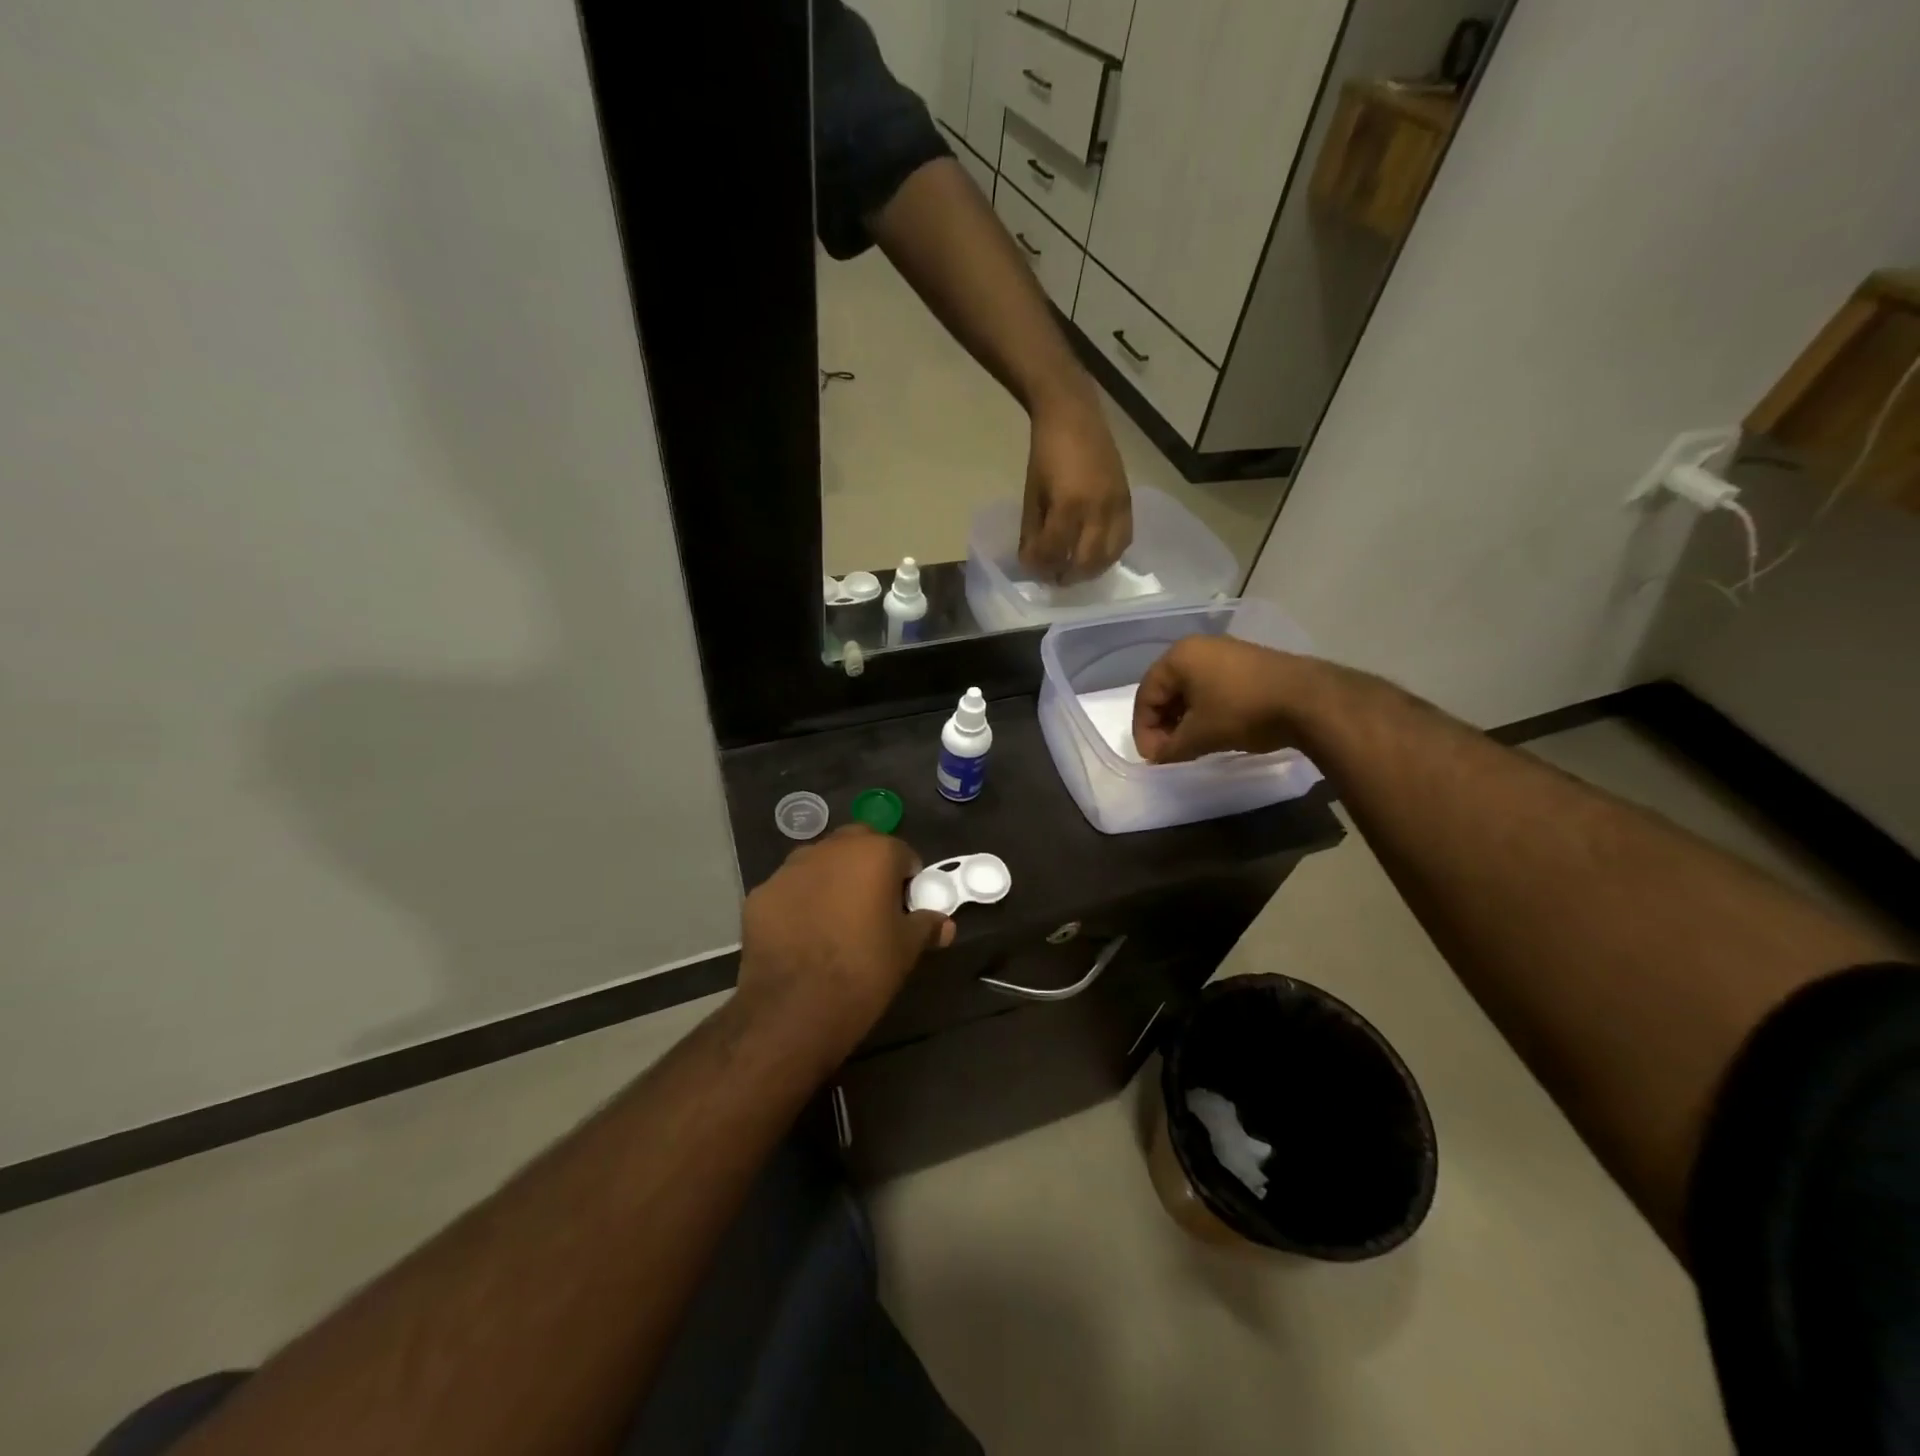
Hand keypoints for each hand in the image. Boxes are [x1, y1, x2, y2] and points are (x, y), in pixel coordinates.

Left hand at [738, 826, 954, 1056]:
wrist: (793, 1009)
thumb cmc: (863, 971)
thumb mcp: (906, 950)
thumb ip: (926, 926)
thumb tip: (944, 924)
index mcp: (873, 853)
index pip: (902, 853)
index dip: (907, 880)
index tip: (905, 909)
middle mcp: (830, 849)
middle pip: (858, 846)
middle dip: (868, 867)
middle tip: (872, 907)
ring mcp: (790, 868)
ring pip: (820, 864)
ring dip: (832, 880)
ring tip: (834, 921)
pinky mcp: (761, 893)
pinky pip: (791, 889)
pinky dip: (800, 902)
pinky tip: (802, 936)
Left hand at [1019, 389, 1131, 583]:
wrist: (1074, 416)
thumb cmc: (1046, 454)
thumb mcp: (1032, 494)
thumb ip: (1033, 531)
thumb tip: (1032, 562)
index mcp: (1068, 505)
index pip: (1055, 552)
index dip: (1040, 566)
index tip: (1031, 569)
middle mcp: (1098, 509)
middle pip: (1086, 562)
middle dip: (1067, 575)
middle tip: (1054, 578)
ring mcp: (1117, 506)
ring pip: (1109, 556)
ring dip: (1090, 570)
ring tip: (1074, 571)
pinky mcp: (1128, 501)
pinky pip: (1124, 539)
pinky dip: (1109, 554)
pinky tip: (1095, 555)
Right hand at [1132, 636, 1302, 763]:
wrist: (1310, 700)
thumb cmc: (1242, 712)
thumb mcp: (1199, 736)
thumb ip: (1169, 748)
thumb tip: (1158, 758)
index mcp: (1178, 657)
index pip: (1146, 696)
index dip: (1144, 731)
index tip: (1154, 759)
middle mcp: (1198, 647)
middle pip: (1167, 690)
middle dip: (1164, 724)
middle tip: (1170, 752)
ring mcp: (1227, 651)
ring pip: (1191, 689)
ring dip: (1185, 718)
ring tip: (1192, 744)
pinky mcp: (1249, 662)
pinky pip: (1214, 686)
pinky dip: (1207, 709)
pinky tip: (1216, 730)